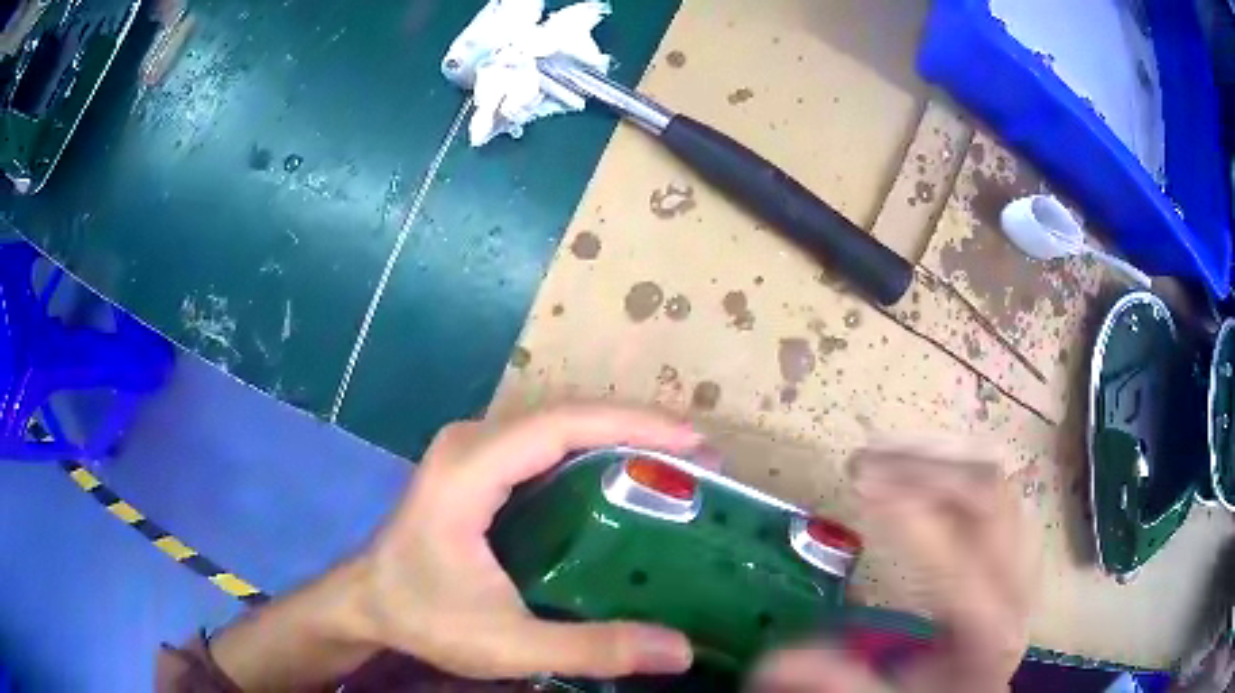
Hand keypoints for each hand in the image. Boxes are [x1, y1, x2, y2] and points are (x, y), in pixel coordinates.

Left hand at [348, 405, 702, 679]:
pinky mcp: (478, 463)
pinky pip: (546, 444)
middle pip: (567, 415)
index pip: (562, 425)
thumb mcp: (506, 645)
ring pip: (559, 424)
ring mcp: (472, 448)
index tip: (694, 444)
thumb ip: (591, 649)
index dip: (633, 425)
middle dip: (638, 429)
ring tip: (675, 467)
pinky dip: (594, 452)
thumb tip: (680, 650)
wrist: (367, 603)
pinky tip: (626, 480)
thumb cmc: (424, 617)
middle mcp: (472, 441)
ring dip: (619, 436)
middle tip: (698, 462)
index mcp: (469, 468)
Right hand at [751, 443, 1036, 692]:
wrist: (983, 686)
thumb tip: (766, 664)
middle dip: (926, 469)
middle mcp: (1015, 582)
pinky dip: (959, 467)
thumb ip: (836, 679)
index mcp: (987, 628)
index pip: (958, 560)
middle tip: (866, 463)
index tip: (861, 485)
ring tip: (888, 457)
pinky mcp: (1016, 540)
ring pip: (996, 480)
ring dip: (941, 460)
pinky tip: (926, 470)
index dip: (912, 517)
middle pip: (988, 496)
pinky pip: (998, 485)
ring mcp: (1022, 555)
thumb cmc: (937, 692)